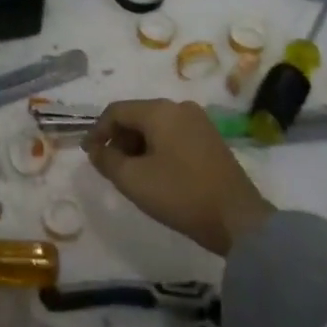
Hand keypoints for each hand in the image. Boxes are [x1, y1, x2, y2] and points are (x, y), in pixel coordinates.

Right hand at [83, 99, 274, 256]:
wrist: (238, 219)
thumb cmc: (181, 194)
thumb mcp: (134, 180)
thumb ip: (107, 161)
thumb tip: (95, 149)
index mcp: (160, 110)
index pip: (117, 111)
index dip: (98, 131)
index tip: (88, 154)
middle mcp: (179, 107)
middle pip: (137, 116)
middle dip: (119, 139)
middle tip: (110, 167)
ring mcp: (199, 122)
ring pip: (156, 126)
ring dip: (138, 145)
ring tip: (132, 174)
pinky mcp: (210, 139)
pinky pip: (173, 135)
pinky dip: (158, 149)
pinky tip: (156, 174)